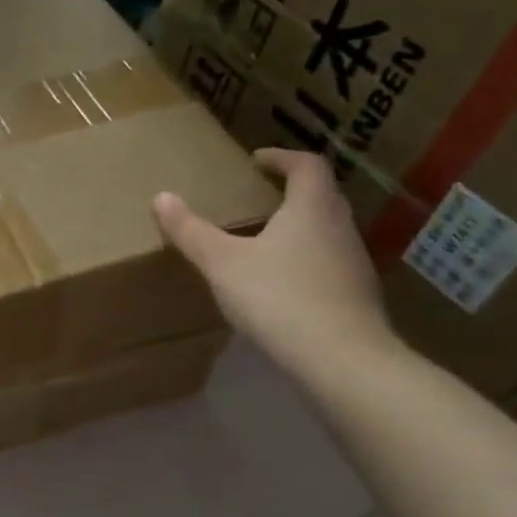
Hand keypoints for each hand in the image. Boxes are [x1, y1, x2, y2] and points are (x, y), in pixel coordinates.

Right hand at [153, 148, 395, 374]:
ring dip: (297, 227)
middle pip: (320, 196)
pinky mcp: (356, 294)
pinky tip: (279, 283)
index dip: (281, 157)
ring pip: (325, 230)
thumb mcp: (222, 263)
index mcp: (311, 208)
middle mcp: (339, 226)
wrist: (341, 358)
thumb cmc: (278, 297)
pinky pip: (327, 262)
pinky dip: (304, 259)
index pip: (307, 164)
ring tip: (261, 240)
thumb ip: (191, 230)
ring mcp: (353, 262)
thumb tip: (161, 197)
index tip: (255, 161)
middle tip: (254, 197)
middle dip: (288, 191)